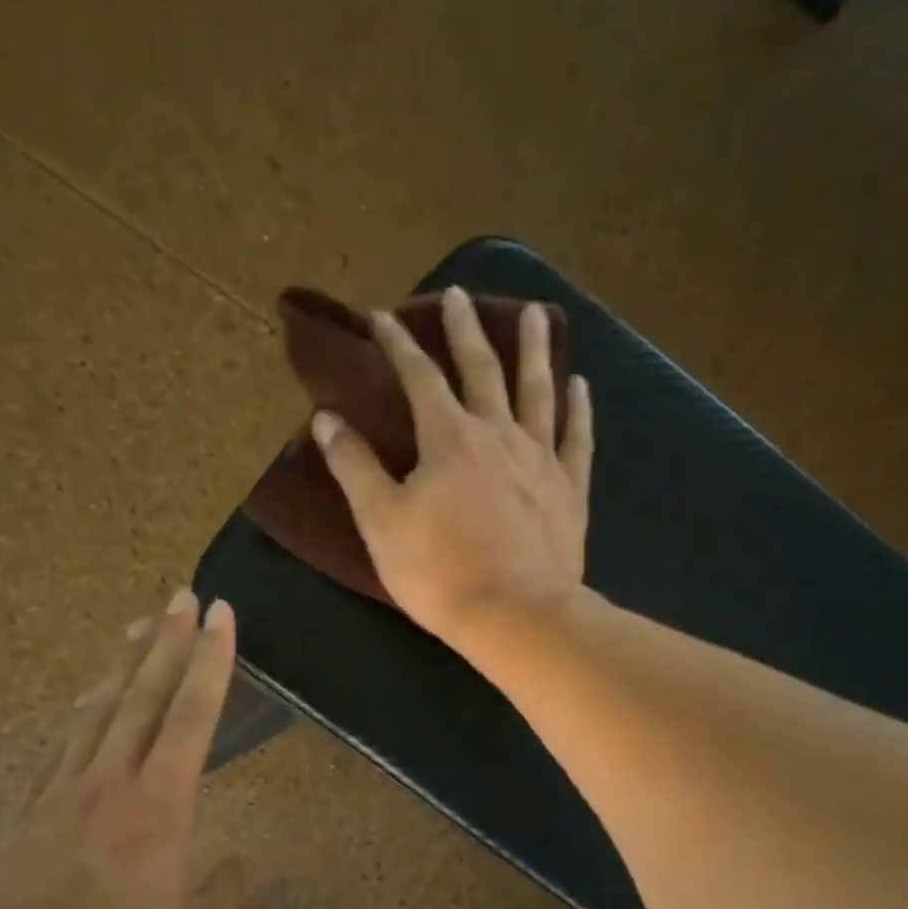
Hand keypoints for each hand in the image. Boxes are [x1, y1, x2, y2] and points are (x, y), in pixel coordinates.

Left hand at [0, 591, 242, 908]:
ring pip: (98, 710)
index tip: (220, 614)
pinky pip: (64, 743)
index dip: (210, 660)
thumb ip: (221, 889)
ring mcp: (63, 794)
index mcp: (161, 806)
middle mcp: (111, 783)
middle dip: (167, 640)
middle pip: (143, 695)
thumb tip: (237, 861)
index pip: (192, 714)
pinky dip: (85, 709)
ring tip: (139, 625)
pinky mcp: (31, 814)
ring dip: (124, 663)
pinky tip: (90, 697)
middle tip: (181, 595)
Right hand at [312, 284, 593, 648]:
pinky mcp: (571, 490)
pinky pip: (577, 438)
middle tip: (458, 294)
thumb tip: (326, 418)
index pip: (418, 377)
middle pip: (482, 369)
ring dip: (534, 349)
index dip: (398, 344)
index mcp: (448, 438)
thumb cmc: (440, 572)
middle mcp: (498, 434)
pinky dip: (579, 409)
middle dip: (464, 330)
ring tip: (536, 313)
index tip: (381, 316)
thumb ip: (354, 467)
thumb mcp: (381, 522)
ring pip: (538, 391)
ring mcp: (541, 459)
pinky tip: (580, 384)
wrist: (516, 615)